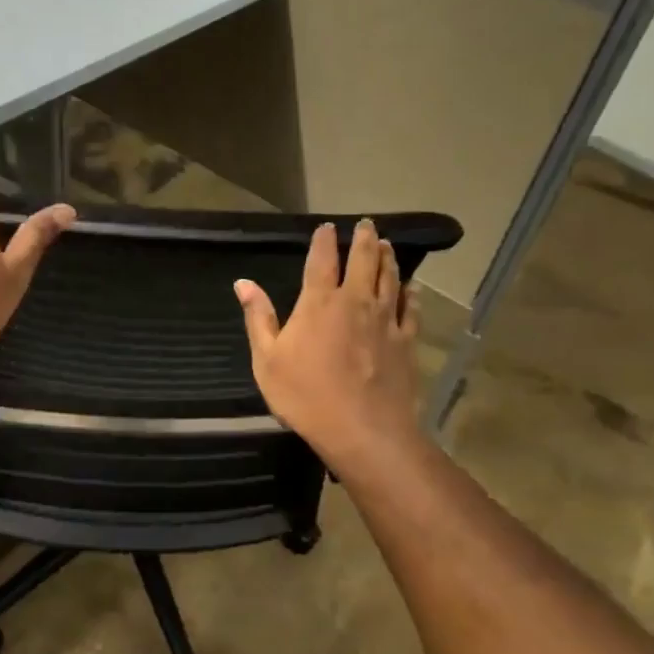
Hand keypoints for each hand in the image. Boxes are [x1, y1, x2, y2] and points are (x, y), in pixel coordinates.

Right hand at [235, 219, 421, 465]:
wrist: (363, 430)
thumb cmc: (306, 396)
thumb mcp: (267, 360)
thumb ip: (258, 318)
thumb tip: (243, 283)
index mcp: (319, 303)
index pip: (322, 260)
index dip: (324, 240)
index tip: (327, 227)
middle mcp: (356, 301)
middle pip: (364, 260)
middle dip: (364, 239)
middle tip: (366, 224)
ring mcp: (386, 320)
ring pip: (390, 278)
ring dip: (388, 258)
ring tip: (387, 245)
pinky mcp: (407, 341)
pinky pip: (411, 309)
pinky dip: (410, 293)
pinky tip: (410, 287)